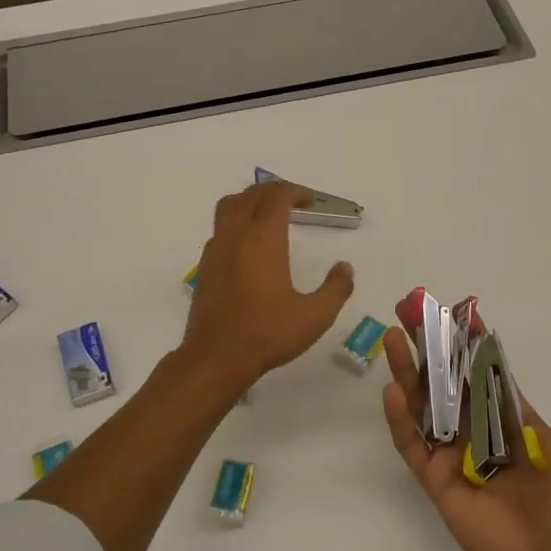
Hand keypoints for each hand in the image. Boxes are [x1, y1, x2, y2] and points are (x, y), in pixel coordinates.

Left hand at [181, 182, 354, 393]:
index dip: (295, 192)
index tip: (311, 203)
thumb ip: (335, 288)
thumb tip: (345, 268)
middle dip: (272, 191)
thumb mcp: (314, 316)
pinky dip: (235, 224)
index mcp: (263, 239)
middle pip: (250, 195)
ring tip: (267, 216)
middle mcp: (236, 236)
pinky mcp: (205, 269)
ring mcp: (215, 251)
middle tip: (292, 203)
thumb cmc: (267, 334)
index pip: (276, 197)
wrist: (215, 359)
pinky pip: (219, 230)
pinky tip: (248, 248)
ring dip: (249, 202)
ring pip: (228, 208)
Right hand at [381, 299, 550, 550]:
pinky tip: (394, 390)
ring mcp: (453, 453)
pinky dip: (400, 418)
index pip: (483, 370)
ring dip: (407, 370)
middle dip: (428, 345)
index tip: (458, 309)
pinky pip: (412, 444)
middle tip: (409, 309)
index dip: (469, 341)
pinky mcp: (436, 478)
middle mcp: (476, 429)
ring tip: (393, 337)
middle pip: (446, 379)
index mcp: (509, 419)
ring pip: (423, 404)